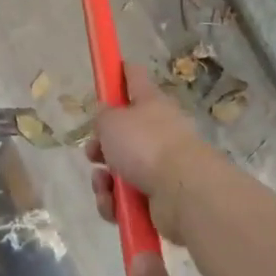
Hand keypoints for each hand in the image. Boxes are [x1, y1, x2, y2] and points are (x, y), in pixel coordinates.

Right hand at [88, 63, 206, 236]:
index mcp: (151, 103)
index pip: (135, 78)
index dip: (120, 72)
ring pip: (120, 169)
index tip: (109, 70)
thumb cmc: (146, 145)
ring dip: (104, 180)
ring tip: (104, 185)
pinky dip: (116, 203)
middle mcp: (159, 131)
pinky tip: (114, 205)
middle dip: (101, 145)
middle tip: (93, 152)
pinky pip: (127, 198)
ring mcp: (161, 165)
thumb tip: (107, 121)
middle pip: (123, 133)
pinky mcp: (160, 197)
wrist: (183, 192)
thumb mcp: (112, 121)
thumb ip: (102, 117)